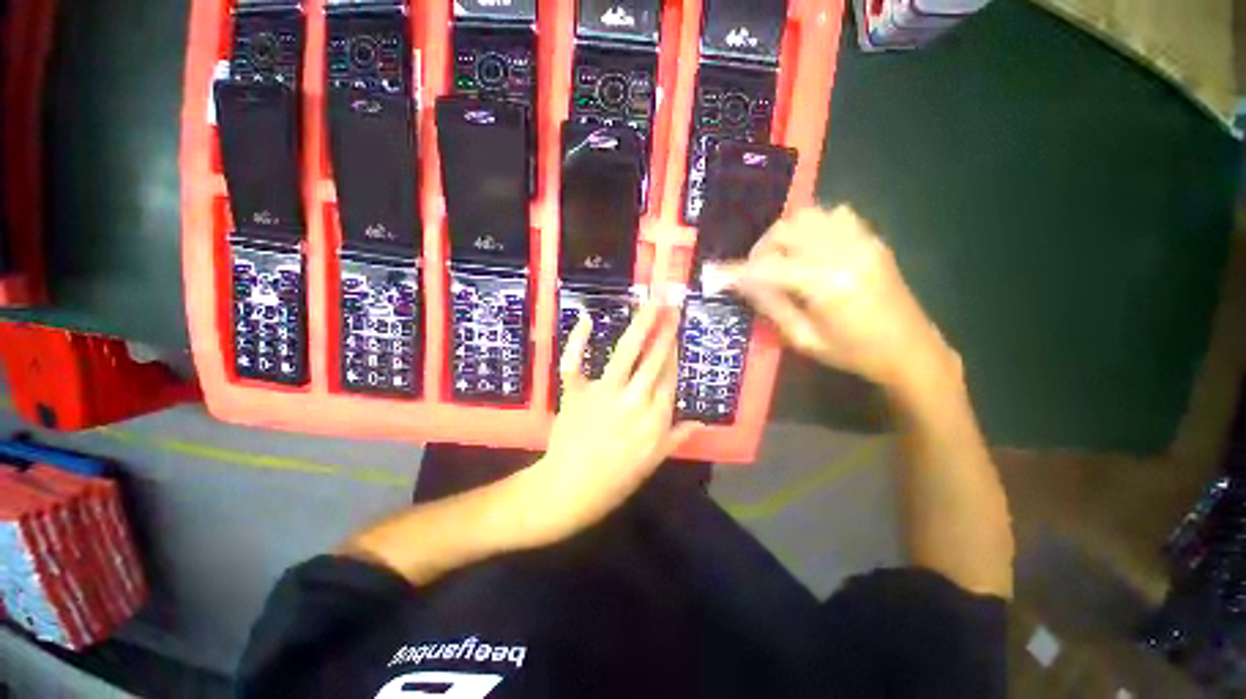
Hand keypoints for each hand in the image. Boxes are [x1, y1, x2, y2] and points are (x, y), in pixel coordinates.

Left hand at [523, 300, 700, 544]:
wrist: (571, 489)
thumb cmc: (616, 479)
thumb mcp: (654, 462)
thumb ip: (677, 437)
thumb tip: (700, 423)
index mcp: (656, 416)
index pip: (670, 375)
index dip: (674, 350)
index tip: (677, 329)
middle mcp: (635, 399)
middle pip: (655, 358)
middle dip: (666, 329)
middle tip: (672, 304)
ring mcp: (604, 393)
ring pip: (627, 353)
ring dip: (641, 325)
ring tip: (651, 303)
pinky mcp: (576, 392)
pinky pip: (575, 362)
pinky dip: (578, 341)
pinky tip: (588, 320)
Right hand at [715, 206, 958, 392]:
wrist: (911, 350)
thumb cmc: (853, 353)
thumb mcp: (803, 339)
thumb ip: (771, 306)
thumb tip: (742, 284)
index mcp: (826, 284)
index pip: (768, 268)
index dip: (737, 271)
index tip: (713, 274)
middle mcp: (843, 252)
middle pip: (786, 230)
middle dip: (760, 249)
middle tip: (754, 273)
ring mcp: (861, 240)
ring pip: (808, 215)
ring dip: (784, 235)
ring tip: (780, 259)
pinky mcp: (871, 238)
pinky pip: (834, 214)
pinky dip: (812, 226)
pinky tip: (808, 248)